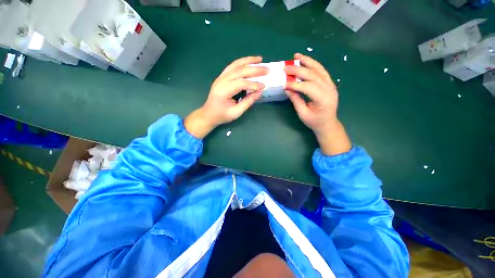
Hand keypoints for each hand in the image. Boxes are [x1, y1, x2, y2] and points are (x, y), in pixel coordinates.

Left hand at [185, 56, 267, 138]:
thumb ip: (248, 102)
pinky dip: (242, 62)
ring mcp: (220, 77)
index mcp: (223, 91)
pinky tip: (249, 62)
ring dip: (248, 61)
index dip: (253, 84)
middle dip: (254, 69)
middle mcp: (221, 81)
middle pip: (239, 71)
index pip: (240, 83)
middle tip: (267, 69)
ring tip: (260, 59)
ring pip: (235, 65)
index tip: (263, 86)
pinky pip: (232, 66)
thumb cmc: (222, 115)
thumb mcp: (236, 112)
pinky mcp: (222, 77)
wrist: (209, 114)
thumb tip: (259, 92)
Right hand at [284, 53, 350, 155]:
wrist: (328, 123)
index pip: (308, 87)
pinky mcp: (329, 83)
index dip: (295, 84)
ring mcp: (331, 84)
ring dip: (307, 61)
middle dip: (298, 70)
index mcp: (324, 100)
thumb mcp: (303, 114)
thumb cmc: (315, 122)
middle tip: (286, 67)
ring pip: (319, 69)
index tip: (284, 84)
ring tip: (296, 56)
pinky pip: (321, 70)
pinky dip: (313, 64)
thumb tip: (287, 88)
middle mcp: (330, 89)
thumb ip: (296, 100)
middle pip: (313, 75)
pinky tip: (305, 60)